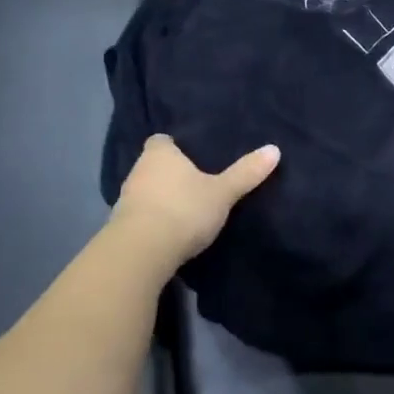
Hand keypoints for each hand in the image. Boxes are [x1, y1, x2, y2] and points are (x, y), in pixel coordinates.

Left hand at [109, 134, 280, 268]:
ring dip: (159, 198)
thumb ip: (245, 173)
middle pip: (153, 166)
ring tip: (183, 208)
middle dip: (169, 173)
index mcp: (160, 154)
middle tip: (194, 182)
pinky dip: (151, 220)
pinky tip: (167, 231)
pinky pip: (139, 216)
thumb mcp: (222, 193)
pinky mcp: (119, 227)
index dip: (174, 146)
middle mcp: (138, 171)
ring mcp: (125, 199)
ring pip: (145, 191)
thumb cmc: (183, 210)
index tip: (190, 155)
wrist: (141, 253)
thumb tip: (274, 149)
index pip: (161, 140)